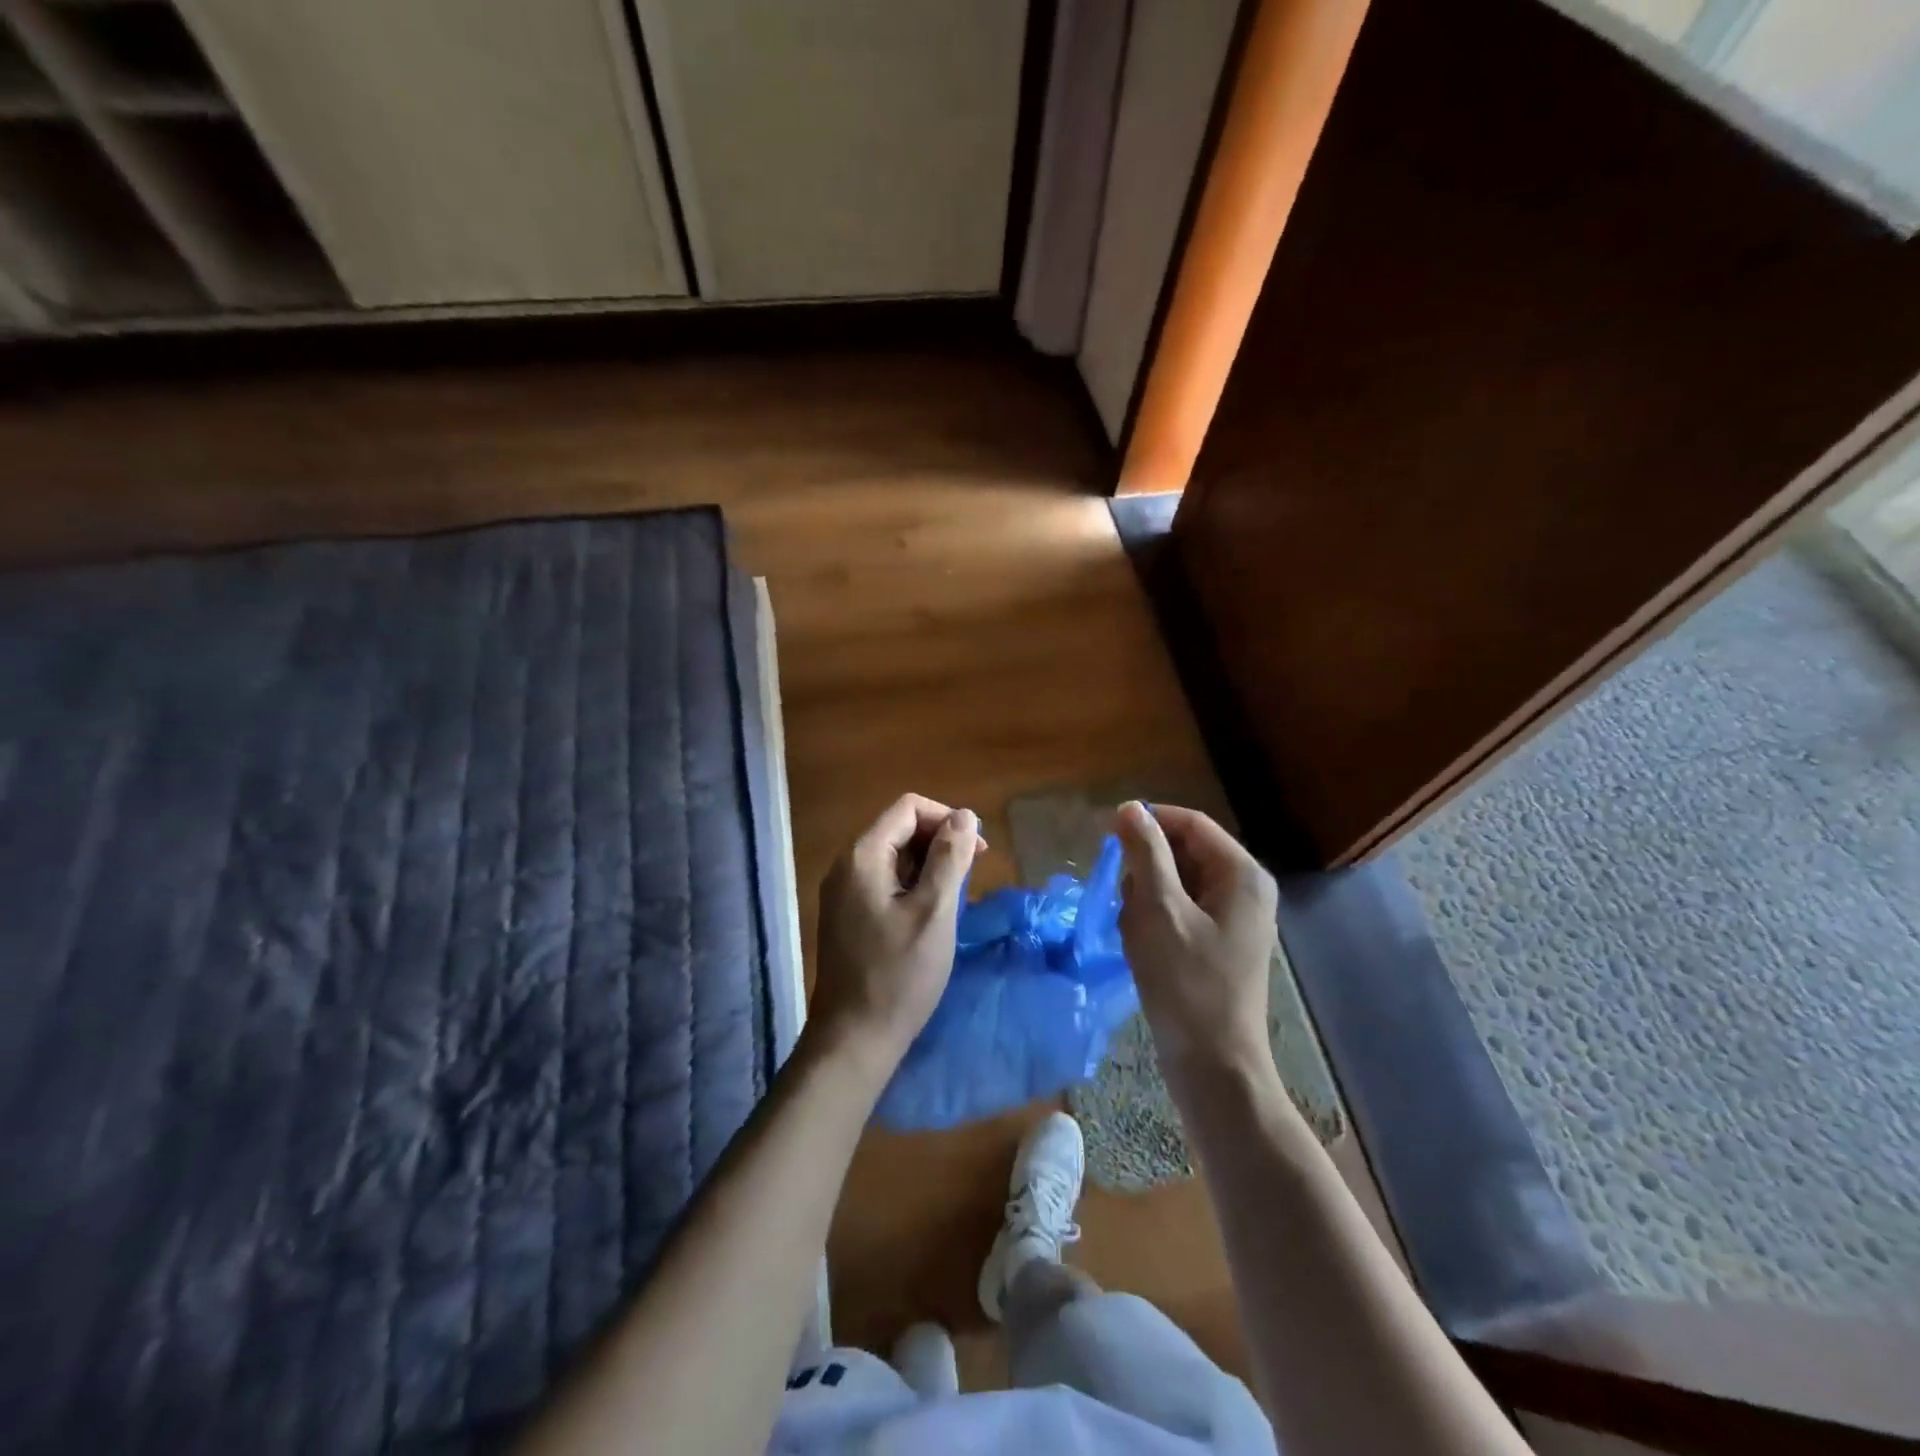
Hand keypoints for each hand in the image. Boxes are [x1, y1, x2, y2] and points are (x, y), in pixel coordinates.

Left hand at [809, 794, 983, 1076]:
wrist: (854, 1039)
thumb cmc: (899, 976)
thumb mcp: (935, 913)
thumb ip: (950, 858)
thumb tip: (965, 815)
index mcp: (862, 856)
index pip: (909, 808)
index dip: (947, 819)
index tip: (977, 851)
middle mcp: (846, 865)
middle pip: (899, 829)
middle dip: (939, 842)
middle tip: (972, 875)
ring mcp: (843, 891)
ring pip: (894, 856)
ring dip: (928, 865)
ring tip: (955, 898)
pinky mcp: (847, 914)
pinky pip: (884, 881)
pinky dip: (912, 885)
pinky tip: (931, 914)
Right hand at [1115, 801, 1277, 1081]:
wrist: (1213, 1066)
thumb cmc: (1186, 984)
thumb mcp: (1158, 910)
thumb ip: (1145, 853)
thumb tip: (1130, 808)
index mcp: (1241, 875)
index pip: (1191, 824)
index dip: (1149, 821)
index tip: (1105, 833)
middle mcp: (1245, 890)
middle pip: (1185, 852)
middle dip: (1146, 867)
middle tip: (1120, 895)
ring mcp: (1234, 920)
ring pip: (1178, 883)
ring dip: (1146, 896)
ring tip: (1132, 928)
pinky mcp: (1219, 944)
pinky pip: (1181, 911)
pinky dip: (1155, 919)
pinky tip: (1141, 945)